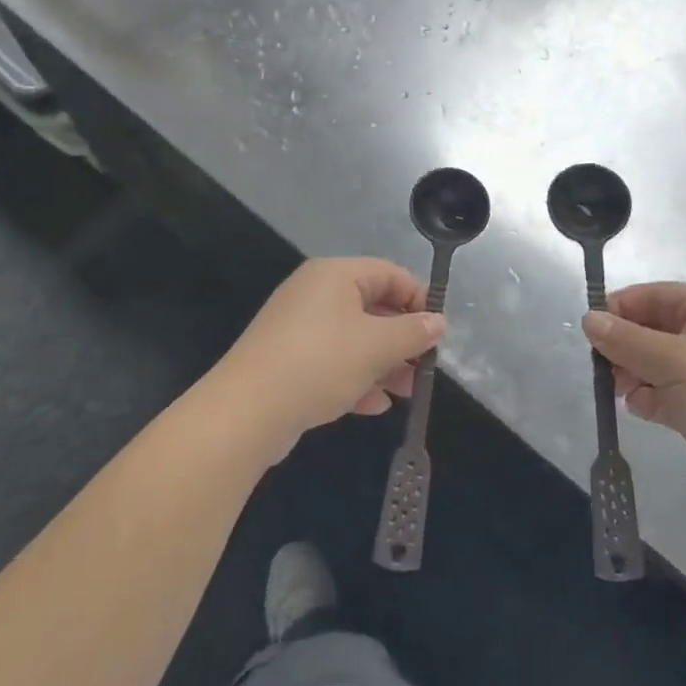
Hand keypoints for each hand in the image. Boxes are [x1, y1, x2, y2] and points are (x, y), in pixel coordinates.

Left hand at [208, 258, 443, 458]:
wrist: (246, 411)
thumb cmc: (320, 363)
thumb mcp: (377, 346)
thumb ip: (413, 332)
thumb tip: (438, 322)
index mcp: (335, 274)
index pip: (389, 273)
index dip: (419, 299)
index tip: (439, 331)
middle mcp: (315, 293)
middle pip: (372, 307)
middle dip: (402, 339)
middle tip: (424, 367)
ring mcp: (298, 328)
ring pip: (353, 339)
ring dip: (383, 364)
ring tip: (405, 393)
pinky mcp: (287, 360)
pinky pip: (331, 362)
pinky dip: (355, 378)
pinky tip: (373, 406)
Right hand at [583, 283, 685, 513]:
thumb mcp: (675, 361)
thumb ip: (626, 340)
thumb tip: (588, 319)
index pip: (654, 295)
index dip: (620, 309)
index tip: (591, 334)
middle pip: (652, 329)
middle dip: (625, 347)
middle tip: (606, 370)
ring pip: (655, 363)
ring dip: (635, 375)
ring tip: (626, 393)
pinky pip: (666, 393)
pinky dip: (650, 399)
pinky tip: (646, 412)